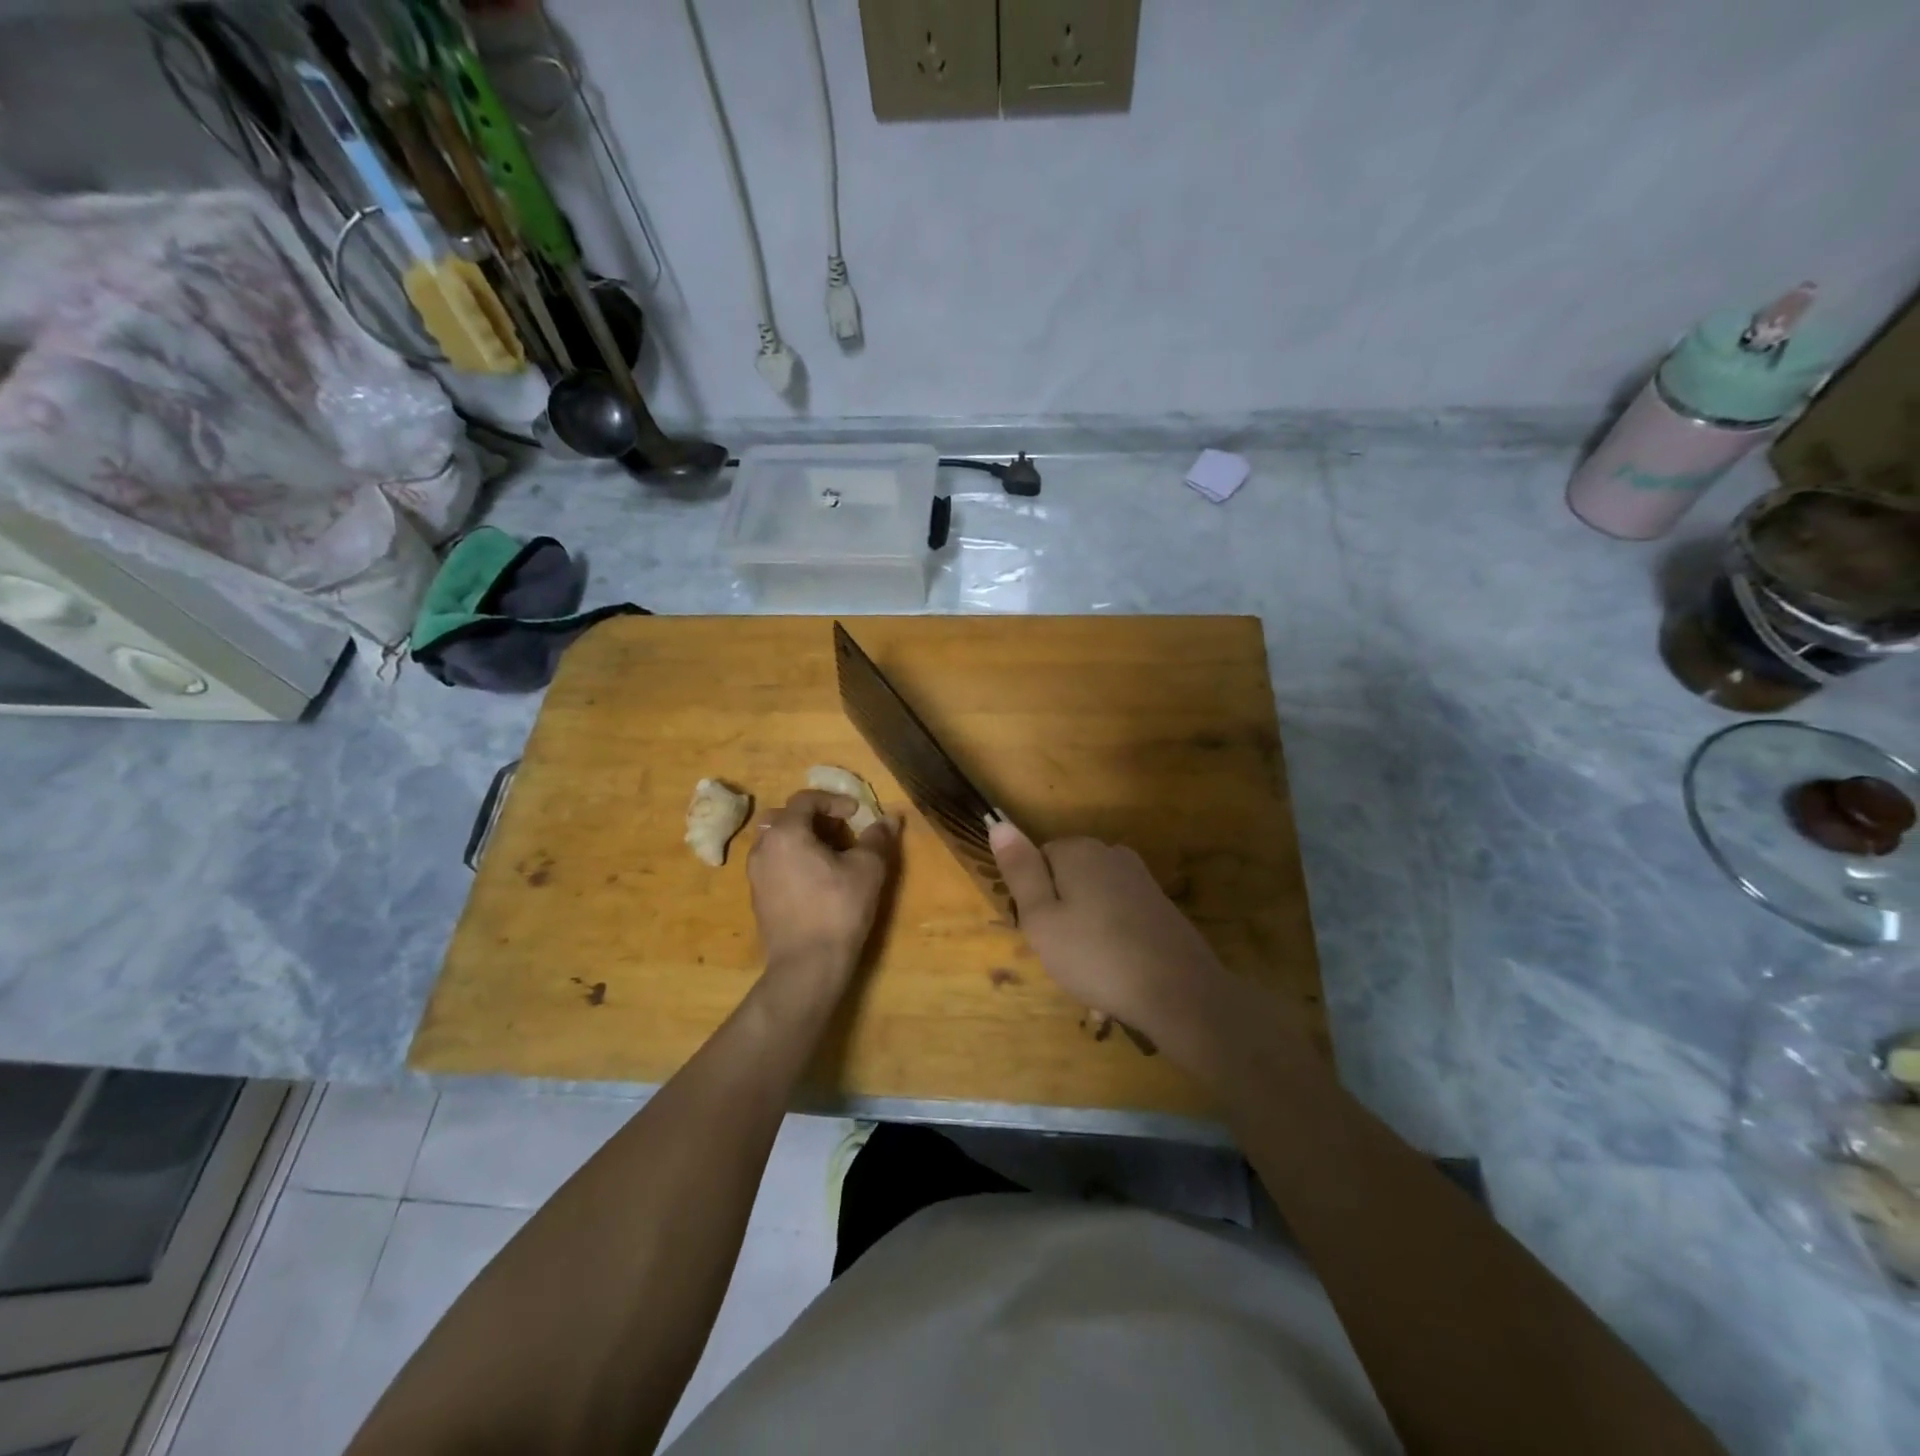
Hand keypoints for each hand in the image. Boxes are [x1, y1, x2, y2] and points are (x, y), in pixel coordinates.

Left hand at [747, 790, 897, 990]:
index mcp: (786, 833)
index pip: (805, 799)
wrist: (807, 966)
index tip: (856, 813)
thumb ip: (877, 838)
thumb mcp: (867, 870)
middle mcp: (763, 848)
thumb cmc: (838, 910)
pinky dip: (794, 860)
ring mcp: (756, 874)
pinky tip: (818, 881)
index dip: (833, 800)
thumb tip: (891, 818)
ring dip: (804, 840)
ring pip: (778, 842)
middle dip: (814, 818)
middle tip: (841, 832)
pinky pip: (774, 864)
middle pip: (785, 817)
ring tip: (832, 857)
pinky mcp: (758, 898)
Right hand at [989, 820, 1235, 1062]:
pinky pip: (1118, 916)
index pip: (1037, 861)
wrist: (1179, 992)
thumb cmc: (1096, 956)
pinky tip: (1116, 972)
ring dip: (1085, 930)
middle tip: (1063, 954)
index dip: (1033, 899)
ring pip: (1092, 900)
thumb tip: (999, 823)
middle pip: (1066, 877)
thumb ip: (1019, 870)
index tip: (1041, 932)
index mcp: (1078, 850)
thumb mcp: (1041, 918)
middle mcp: (1111, 853)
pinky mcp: (1159, 904)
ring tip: (1090, 971)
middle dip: (1060, 913)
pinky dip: (1111, 939)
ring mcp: (1140, 878)